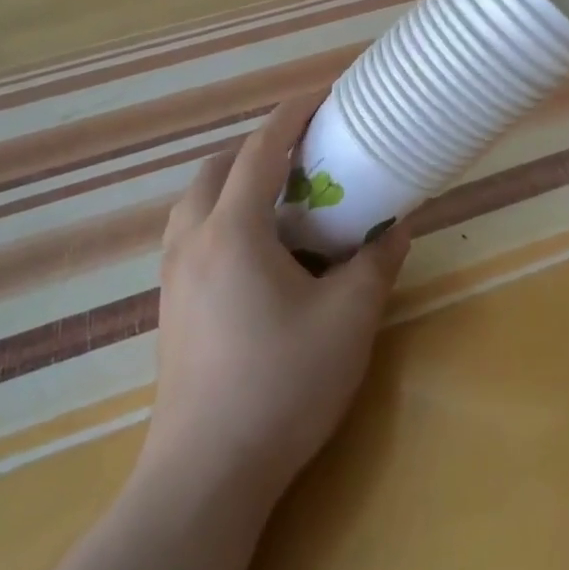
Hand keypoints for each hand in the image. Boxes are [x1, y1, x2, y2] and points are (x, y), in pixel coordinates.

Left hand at [143, 94, 409, 501]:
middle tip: (304, 154)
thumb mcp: (348, 320)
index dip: (293, 114)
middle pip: (217, 167)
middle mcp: (193, 239)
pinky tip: (255, 253)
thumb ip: (376, 263)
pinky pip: (190, 234)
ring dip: (233, 182)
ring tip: (279, 198)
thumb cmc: (281, 385)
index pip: (260, 148)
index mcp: (233, 229)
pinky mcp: (169, 307)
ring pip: (196, 201)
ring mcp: (173, 275)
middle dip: (258, 147)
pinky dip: (221, 217)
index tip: (324, 95)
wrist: (206, 474)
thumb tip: (398, 225)